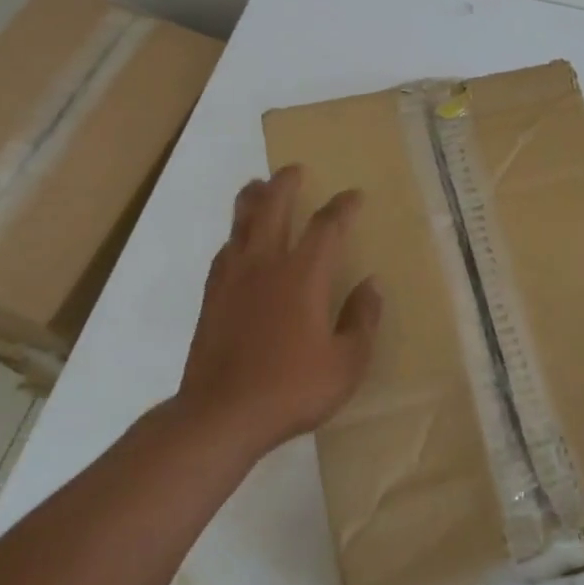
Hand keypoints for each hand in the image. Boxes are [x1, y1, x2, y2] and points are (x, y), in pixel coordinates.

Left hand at [177, 166, 381, 459]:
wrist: (220, 415)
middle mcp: (266, 264)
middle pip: (273, 208)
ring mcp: (233, 279)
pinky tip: (235, 241)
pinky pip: (224, 252)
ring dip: (252, 199)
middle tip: (294, 169)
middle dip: (285, 184)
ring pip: (241, 224)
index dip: (342, 206)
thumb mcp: (346, 363)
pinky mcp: (212, 297)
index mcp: (303, 275)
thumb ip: (362, 320)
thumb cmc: (291, 389)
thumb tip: (371, 284)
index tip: (354, 195)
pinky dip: (234, 236)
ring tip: (256, 185)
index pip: (326, 226)